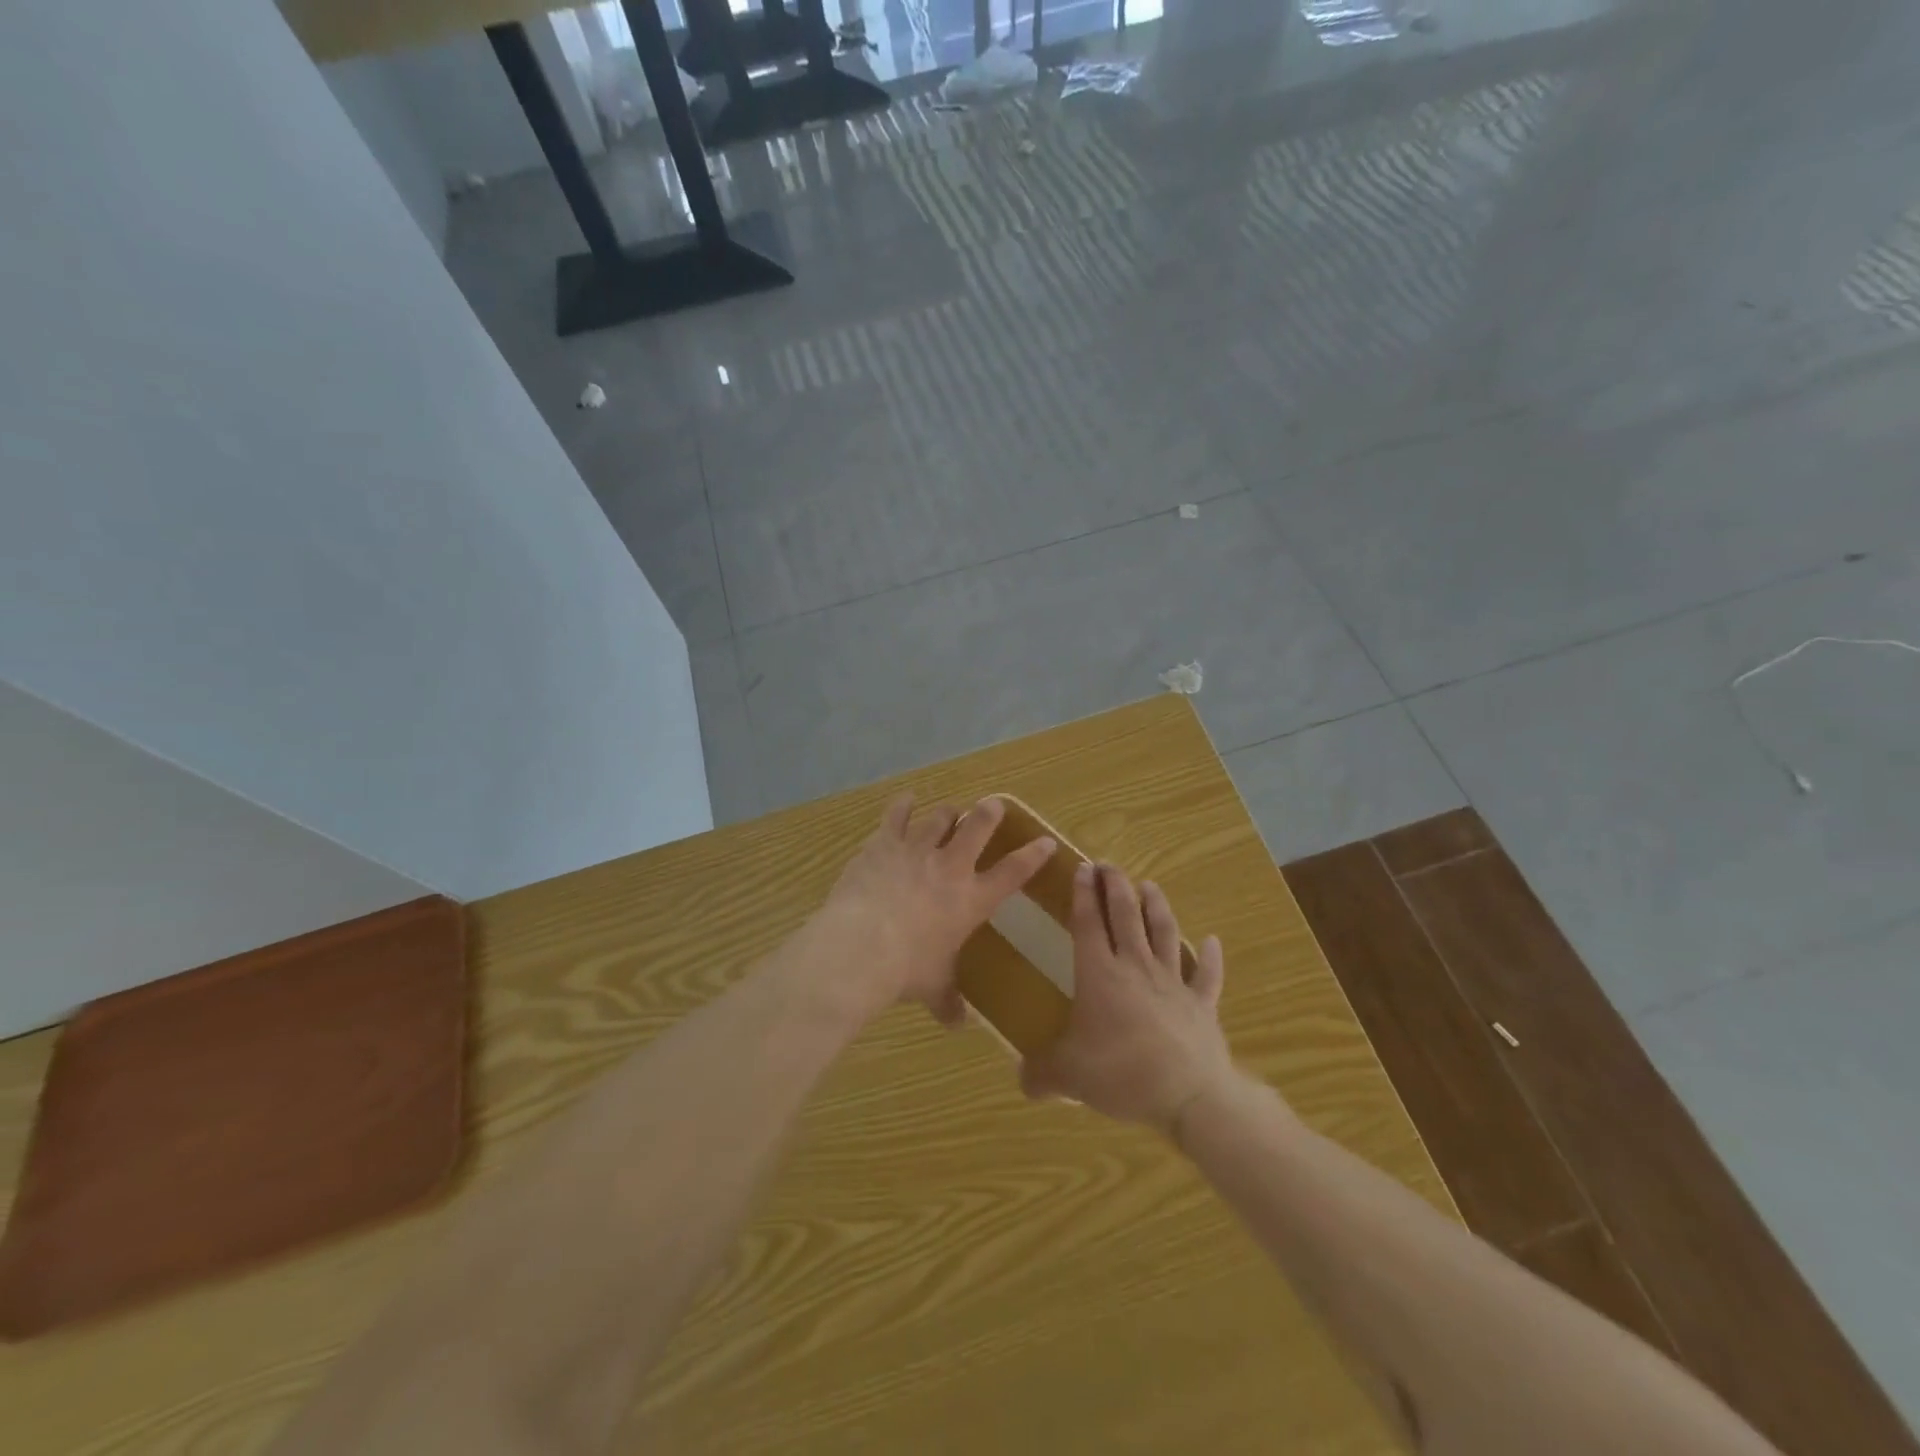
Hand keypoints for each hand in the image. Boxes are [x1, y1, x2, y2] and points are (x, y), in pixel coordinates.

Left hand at [813, 794, 1054, 1024]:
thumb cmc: (907, 970)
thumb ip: (948, 1002)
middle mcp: (950, 867)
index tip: (1045, 841)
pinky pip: (896, 815)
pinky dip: (903, 806)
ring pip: (940, 817)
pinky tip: (906, 800)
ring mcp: (917, 850)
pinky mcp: (885, 843)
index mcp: (971, 900)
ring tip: (949, 811)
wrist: (862, 946)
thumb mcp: (933, 988)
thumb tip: (959, 1025)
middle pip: (977, 826)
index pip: (1012, 873)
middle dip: (989, 812)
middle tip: (993, 804)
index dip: (1032, 856)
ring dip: (947, 813)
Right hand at [1020, 862, 1236, 1133]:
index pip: (1088, 923)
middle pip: (1126, 916)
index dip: (1084, 894)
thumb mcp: (1068, 1076)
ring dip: (1157, 907)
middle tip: (1109, 865)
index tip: (1082, 868)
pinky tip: (1213, 941)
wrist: (1189, 1095)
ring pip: (1165, 932)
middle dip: (1116, 886)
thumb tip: (1021, 1078)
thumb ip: (1041, 1073)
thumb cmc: (1121, 1073)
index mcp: (1099, 974)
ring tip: (1150, 885)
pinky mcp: (1202, 1004)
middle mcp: (1136, 966)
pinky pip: (1207, 975)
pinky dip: (1211, 956)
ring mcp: (1173, 982)